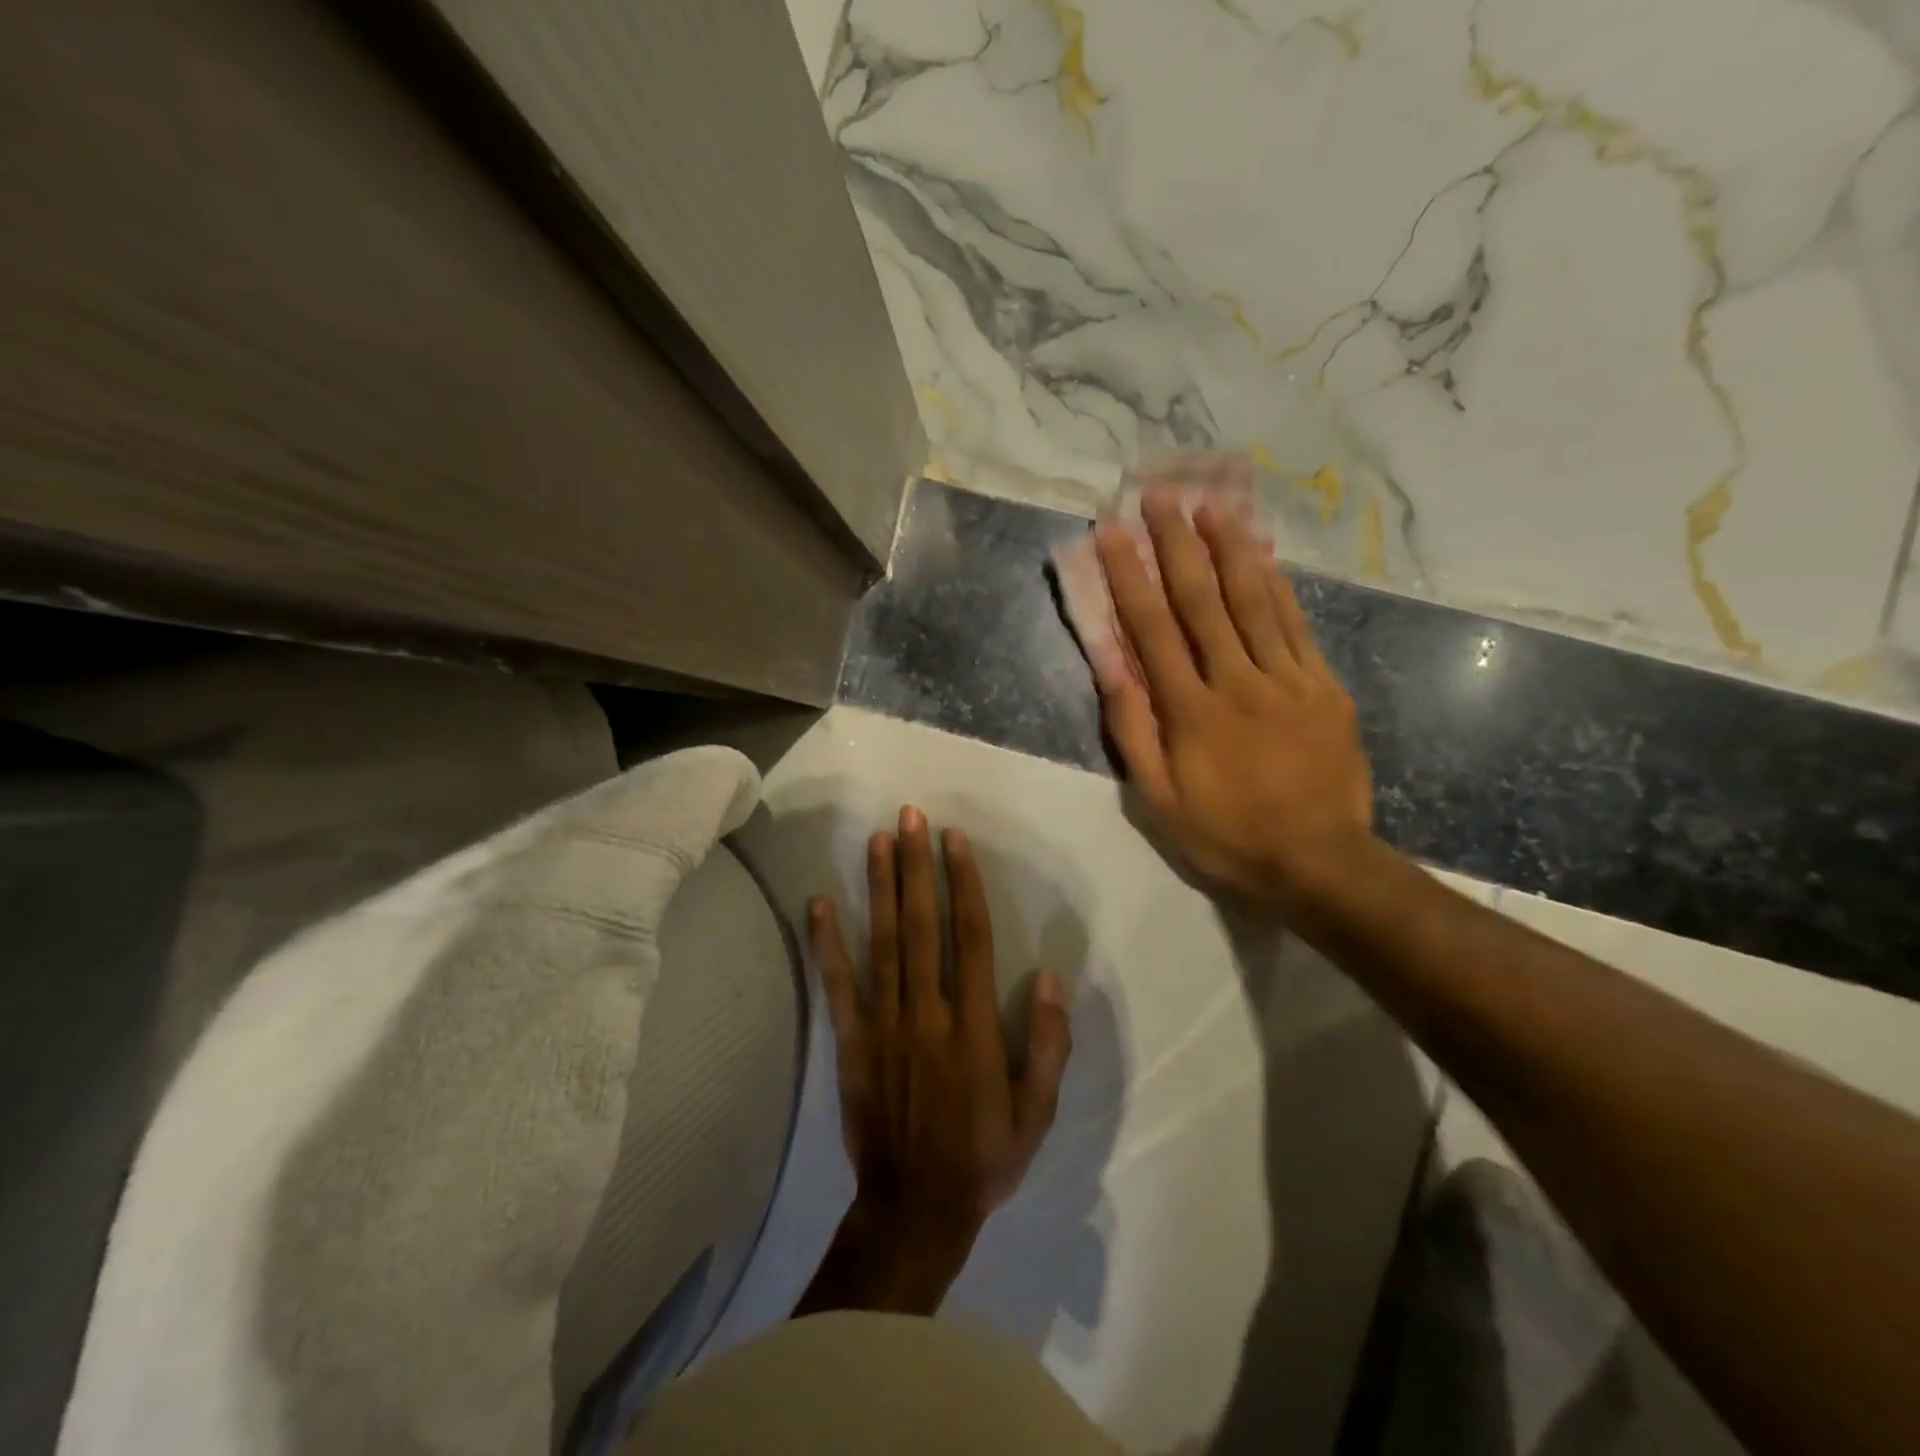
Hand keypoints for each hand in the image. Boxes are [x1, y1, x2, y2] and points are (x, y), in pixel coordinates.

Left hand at [795, 806, 1072, 1316]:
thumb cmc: (984, 1156)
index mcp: (973, 1026)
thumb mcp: (1036, 1112)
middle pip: (921, 925)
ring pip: (882, 943)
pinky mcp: (850, 1042)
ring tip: (876, 841)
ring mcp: (883, 1025)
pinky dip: (826, 943)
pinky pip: (838, 985)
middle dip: (916, 866)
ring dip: (879, 888)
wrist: (915, 1208)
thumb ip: (1048, 1045)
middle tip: (910, 816)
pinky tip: (818, 904)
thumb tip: (1048, 977)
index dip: (963, 884)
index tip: (954, 840)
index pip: (970, 937)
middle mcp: (926, 1013)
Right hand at [1093, 486, 1374, 905]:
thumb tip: (1110, 663)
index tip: (1112, 532)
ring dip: (1230, 548)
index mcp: (1191, 711)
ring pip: (1254, 601)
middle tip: (1161, 494)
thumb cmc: (1226, 834)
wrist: (1319, 861)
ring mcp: (1287, 680)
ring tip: (1213, 503)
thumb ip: (1133, 728)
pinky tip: (1263, 555)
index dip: (1130, 576)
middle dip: (1178, 543)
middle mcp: (1237, 681)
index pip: (1153, 629)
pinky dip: (1277, 587)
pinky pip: (1297, 626)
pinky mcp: (1323, 686)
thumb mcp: (1158, 799)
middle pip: (1203, 601)